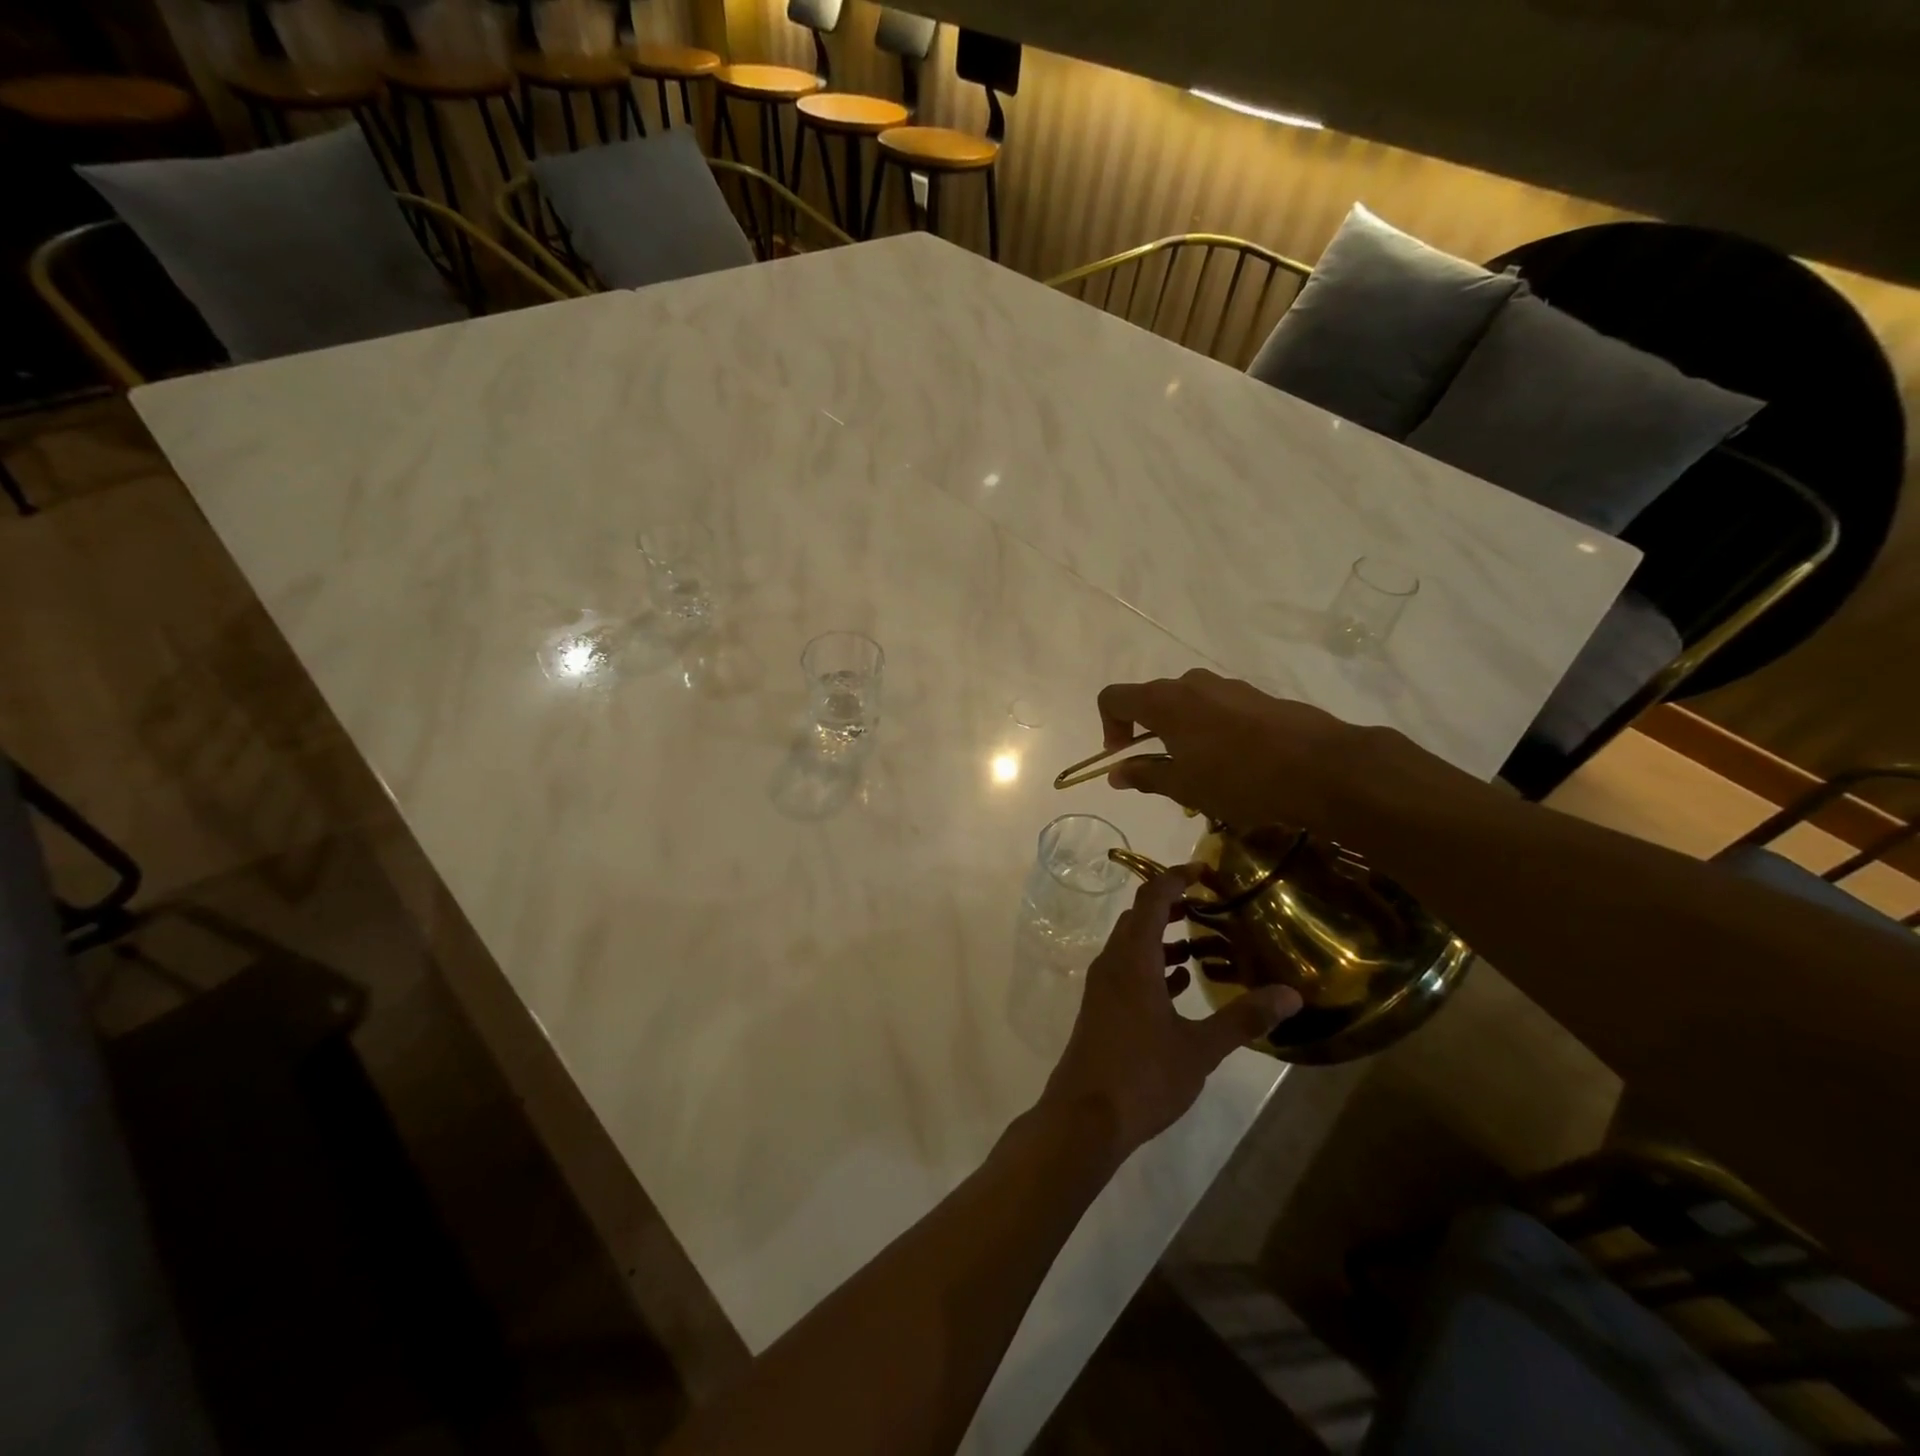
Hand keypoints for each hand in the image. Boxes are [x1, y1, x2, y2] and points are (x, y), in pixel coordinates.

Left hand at [1040, 868, 1301, 1161]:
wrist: (1085, 1117)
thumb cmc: (1142, 1075)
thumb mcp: (1200, 1048)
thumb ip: (1243, 1018)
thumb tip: (1292, 995)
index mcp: (1133, 959)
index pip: (1152, 899)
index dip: (1176, 878)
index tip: (1205, 870)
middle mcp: (1113, 963)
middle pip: (1140, 918)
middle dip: (1173, 906)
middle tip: (1211, 907)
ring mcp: (1102, 987)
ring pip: (1133, 946)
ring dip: (1164, 939)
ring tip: (1204, 945)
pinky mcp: (1101, 1009)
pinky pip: (1128, 972)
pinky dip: (1153, 967)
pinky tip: (1182, 985)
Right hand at [1096, 668, 1369, 832]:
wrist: (1321, 767)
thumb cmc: (1238, 779)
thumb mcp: (1183, 787)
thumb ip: (1145, 775)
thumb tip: (1116, 773)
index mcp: (1164, 701)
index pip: (1113, 698)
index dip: (1108, 726)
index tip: (1124, 757)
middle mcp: (1191, 683)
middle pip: (1152, 700)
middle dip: (1148, 733)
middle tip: (1163, 771)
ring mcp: (1228, 686)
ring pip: (1188, 705)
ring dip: (1182, 733)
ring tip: (1202, 773)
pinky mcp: (1257, 696)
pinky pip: (1218, 708)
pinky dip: (1211, 731)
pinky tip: (1235, 765)